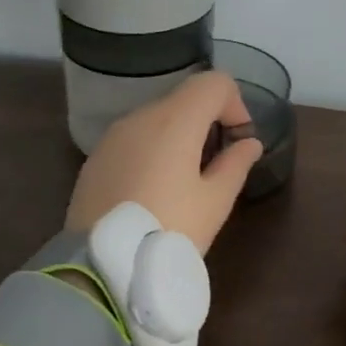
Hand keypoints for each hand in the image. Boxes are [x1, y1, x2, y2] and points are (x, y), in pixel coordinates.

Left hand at [66, 71, 263, 253]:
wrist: (102, 263)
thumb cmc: (168, 229)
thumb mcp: (214, 203)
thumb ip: (235, 165)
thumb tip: (249, 144)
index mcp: (175, 120)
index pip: (214, 83)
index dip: (235, 105)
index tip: (238, 141)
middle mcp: (141, 116)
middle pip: (184, 99)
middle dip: (207, 122)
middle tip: (216, 166)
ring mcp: (113, 135)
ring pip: (156, 119)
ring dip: (178, 137)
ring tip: (183, 182)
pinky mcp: (96, 157)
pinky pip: (133, 140)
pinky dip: (152, 150)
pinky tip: (152, 191)